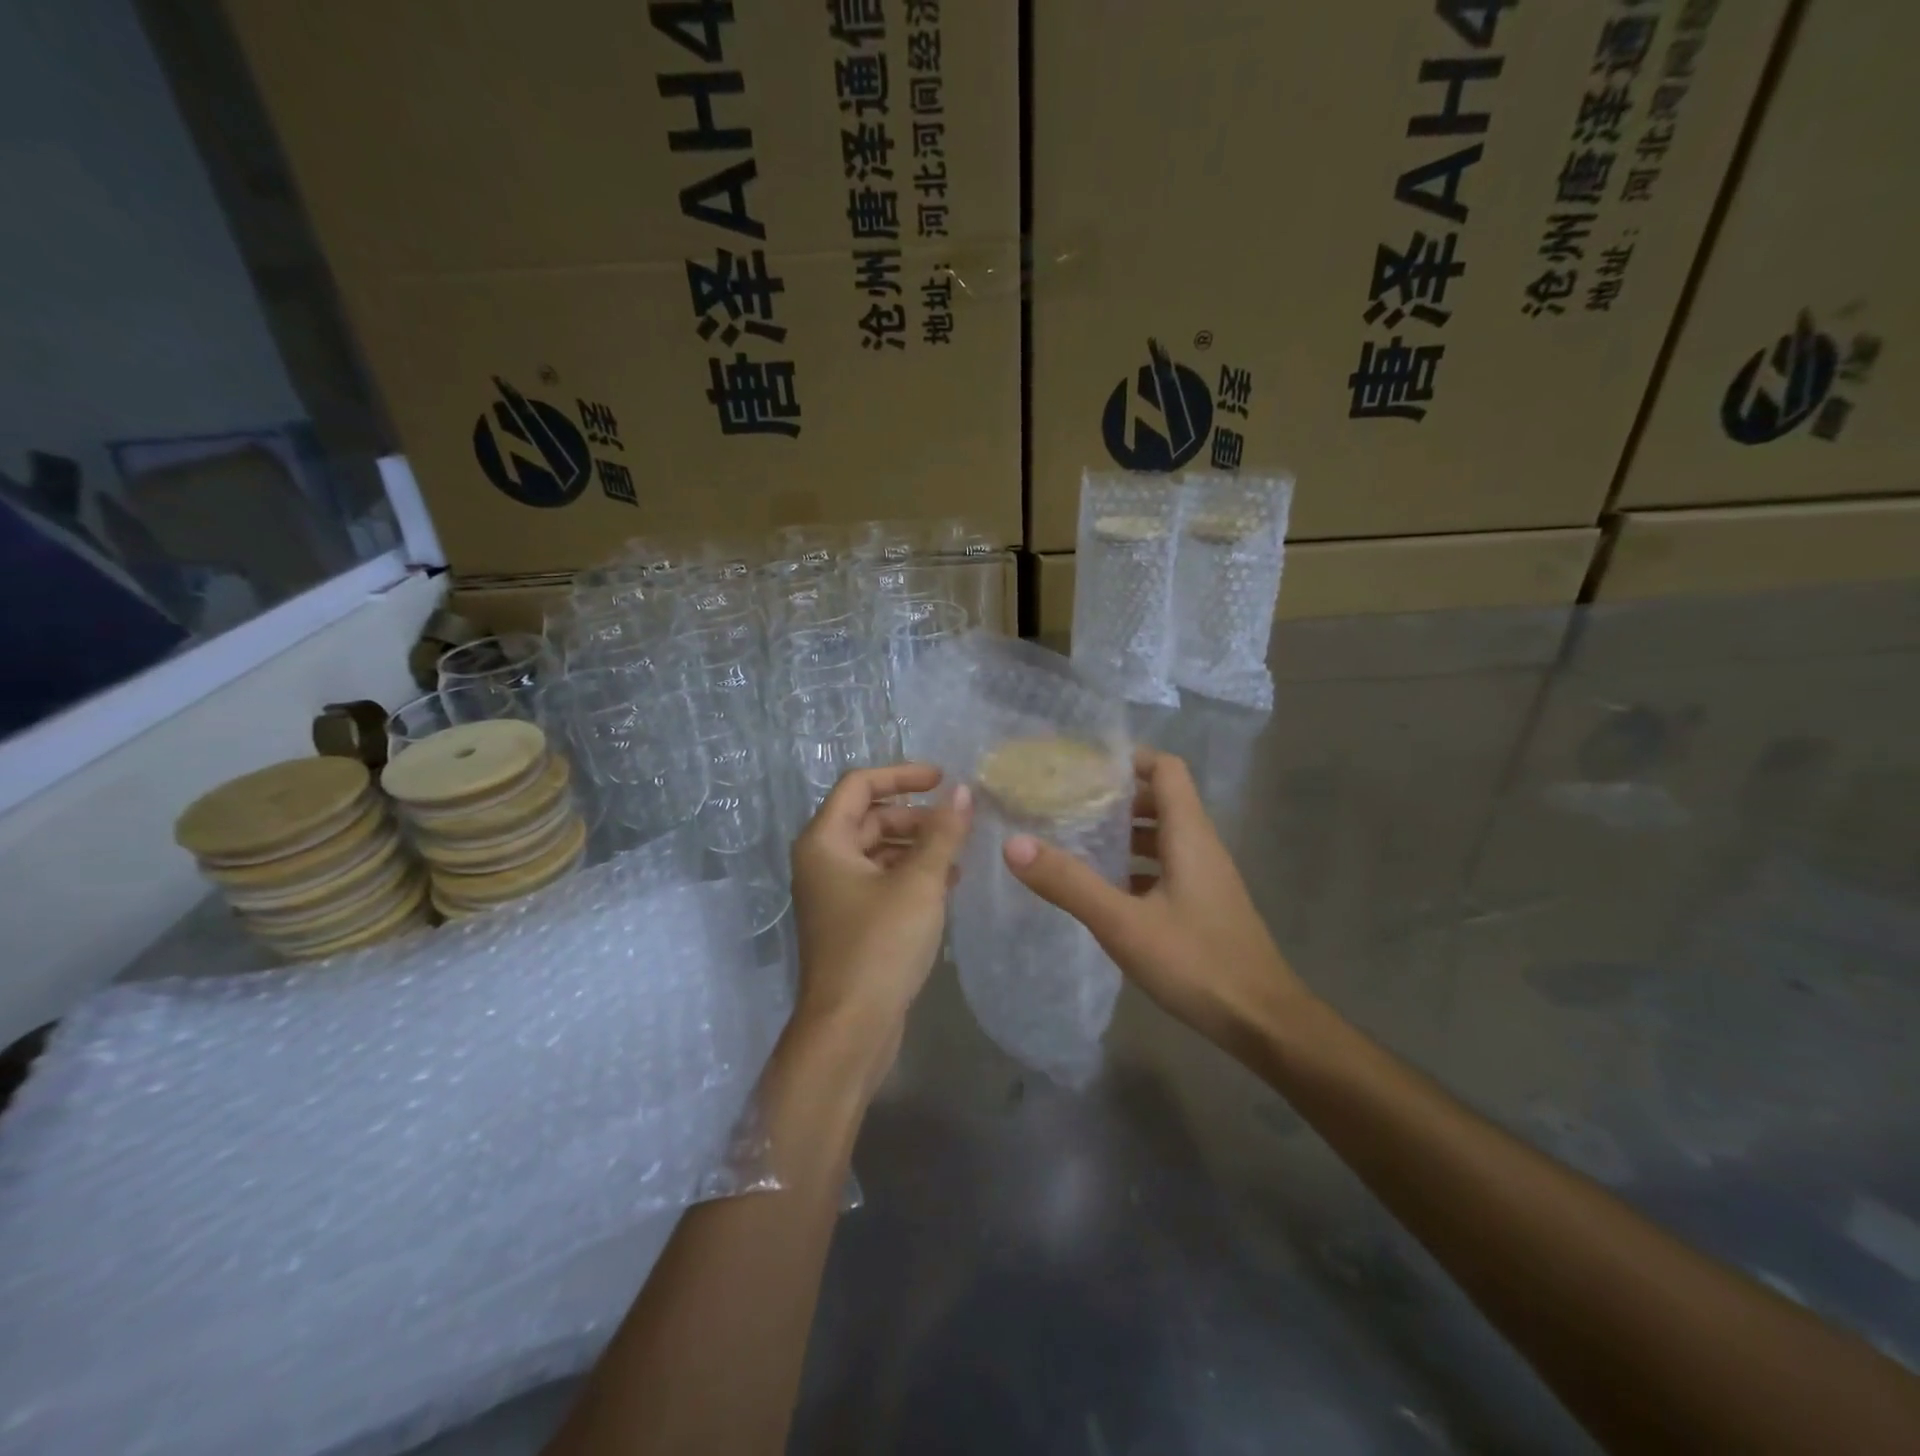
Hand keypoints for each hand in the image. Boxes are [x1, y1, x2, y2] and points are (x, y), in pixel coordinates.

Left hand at [789, 764, 971, 1087]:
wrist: (851, 1029)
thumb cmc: (880, 945)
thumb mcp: (920, 883)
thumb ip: (943, 833)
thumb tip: (963, 793)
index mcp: (824, 842)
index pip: (860, 784)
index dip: (902, 774)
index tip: (943, 778)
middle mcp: (822, 862)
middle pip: (870, 817)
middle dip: (915, 816)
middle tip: (958, 825)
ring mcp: (834, 894)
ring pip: (878, 851)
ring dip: (917, 846)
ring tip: (959, 855)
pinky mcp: (850, 922)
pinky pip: (881, 881)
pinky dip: (910, 875)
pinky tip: (946, 884)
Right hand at [1002, 750, 1309, 1053]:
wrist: (1262, 1023)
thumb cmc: (1196, 963)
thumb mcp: (1123, 923)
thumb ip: (1069, 883)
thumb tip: (1013, 843)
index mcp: (1190, 835)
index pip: (1166, 769)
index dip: (1129, 759)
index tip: (1083, 766)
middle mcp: (1202, 847)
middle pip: (1162, 800)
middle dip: (1116, 797)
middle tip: (1068, 804)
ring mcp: (1207, 879)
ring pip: (1163, 837)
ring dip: (1125, 834)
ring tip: (1077, 842)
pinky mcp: (1205, 907)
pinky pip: (1167, 869)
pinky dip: (1136, 867)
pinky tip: (1105, 891)